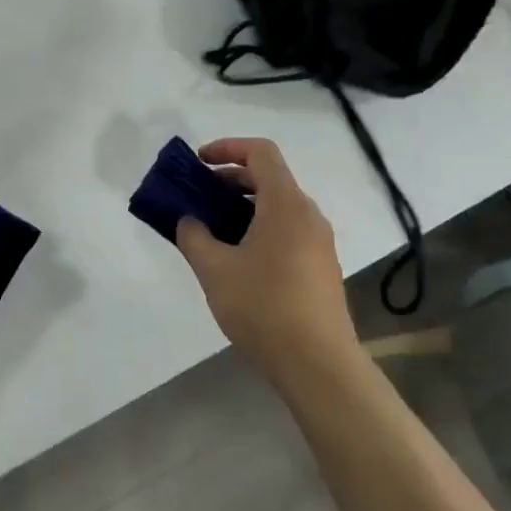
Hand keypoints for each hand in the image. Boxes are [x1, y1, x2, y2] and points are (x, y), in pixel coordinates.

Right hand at [175, 139, 359, 378]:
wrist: (317, 362)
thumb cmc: (262, 306)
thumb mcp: (214, 269)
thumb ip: (194, 237)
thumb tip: (189, 221)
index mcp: (285, 204)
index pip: (260, 153)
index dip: (228, 148)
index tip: (199, 163)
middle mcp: (307, 215)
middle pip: (269, 178)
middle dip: (230, 180)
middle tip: (198, 197)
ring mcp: (319, 242)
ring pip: (278, 207)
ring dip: (243, 208)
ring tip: (212, 231)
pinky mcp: (321, 267)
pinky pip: (287, 231)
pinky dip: (259, 229)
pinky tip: (237, 260)